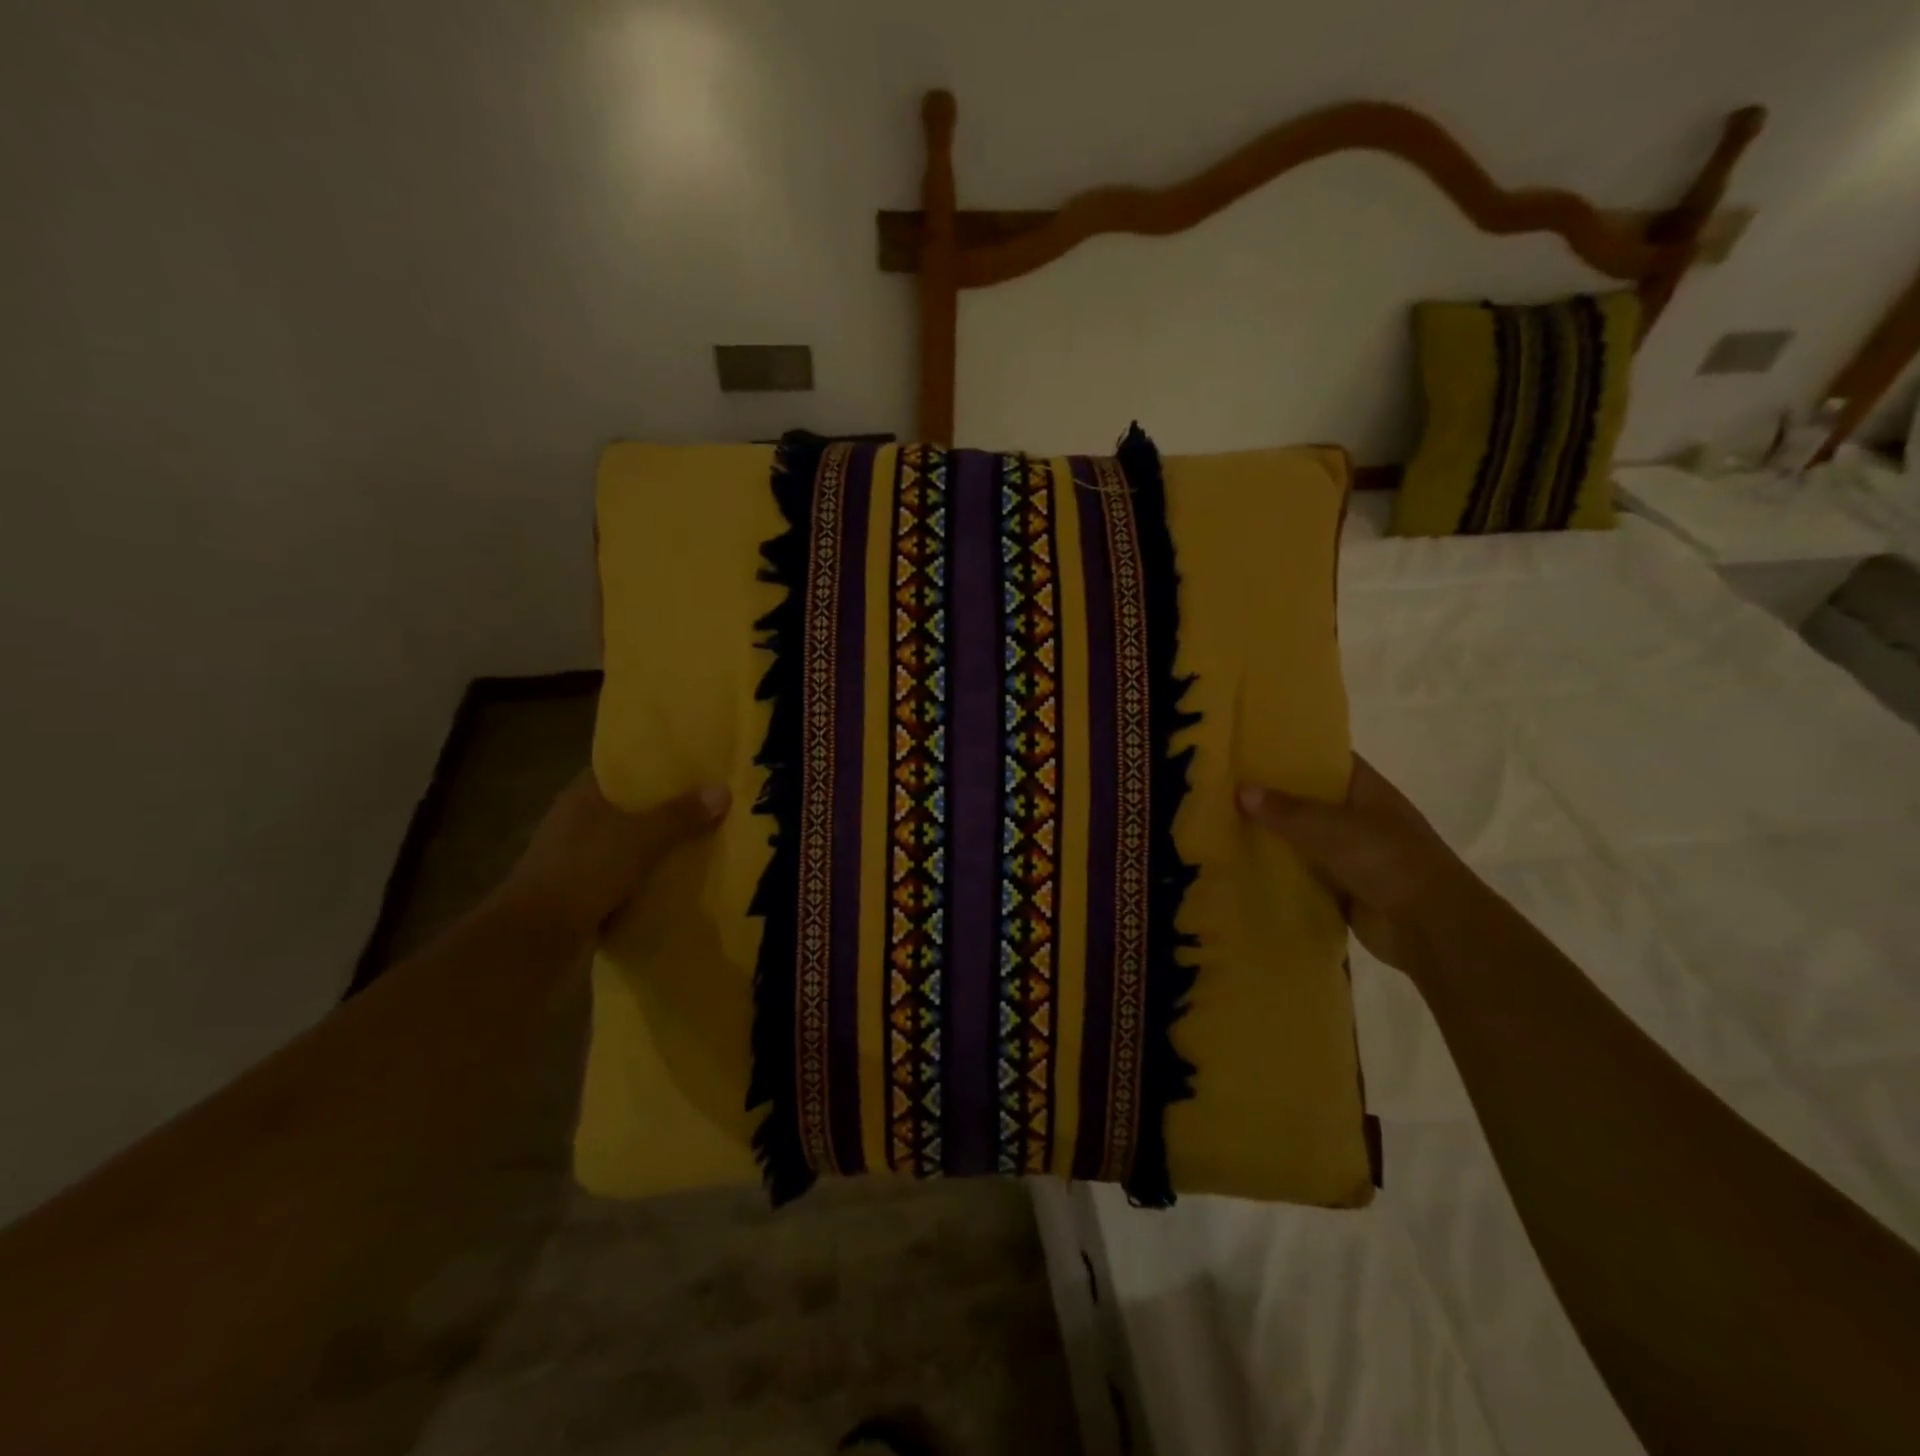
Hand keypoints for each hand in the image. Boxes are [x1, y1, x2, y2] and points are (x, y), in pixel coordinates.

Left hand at [500, 772, 729, 936]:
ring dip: (658, 847)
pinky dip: (649, 879)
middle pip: (629, 808)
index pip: (620, 770)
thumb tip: (724, 790)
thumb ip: (681, 815)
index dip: (654, 766)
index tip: (692, 766)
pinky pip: (626, 878)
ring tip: (705, 839)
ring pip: (629, 845)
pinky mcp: (583, 894)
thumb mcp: (640, 838)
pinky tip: (681, 879)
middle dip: (666, 809)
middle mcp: (576, 823)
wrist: (536, 938)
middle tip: (711, 802)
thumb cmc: (584, 870)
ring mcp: (577, 861)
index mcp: (581, 797)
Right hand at [1238, 756, 1479, 974]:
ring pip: (1303, 838)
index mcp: (1368, 791)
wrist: (1431, 929)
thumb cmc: (1389, 862)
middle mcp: (1360, 819)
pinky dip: (1279, 872)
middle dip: (1272, 795)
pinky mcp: (1343, 889)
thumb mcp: (1333, 829)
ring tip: (1221, 822)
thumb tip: (1241, 790)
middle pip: (1310, 800)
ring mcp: (1353, 855)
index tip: (1252, 746)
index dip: (1294, 751)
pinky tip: (1241, 865)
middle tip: (1223, 784)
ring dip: (1272, 836)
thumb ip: (1287, 811)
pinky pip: (1303, 874)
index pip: (1328, 760)